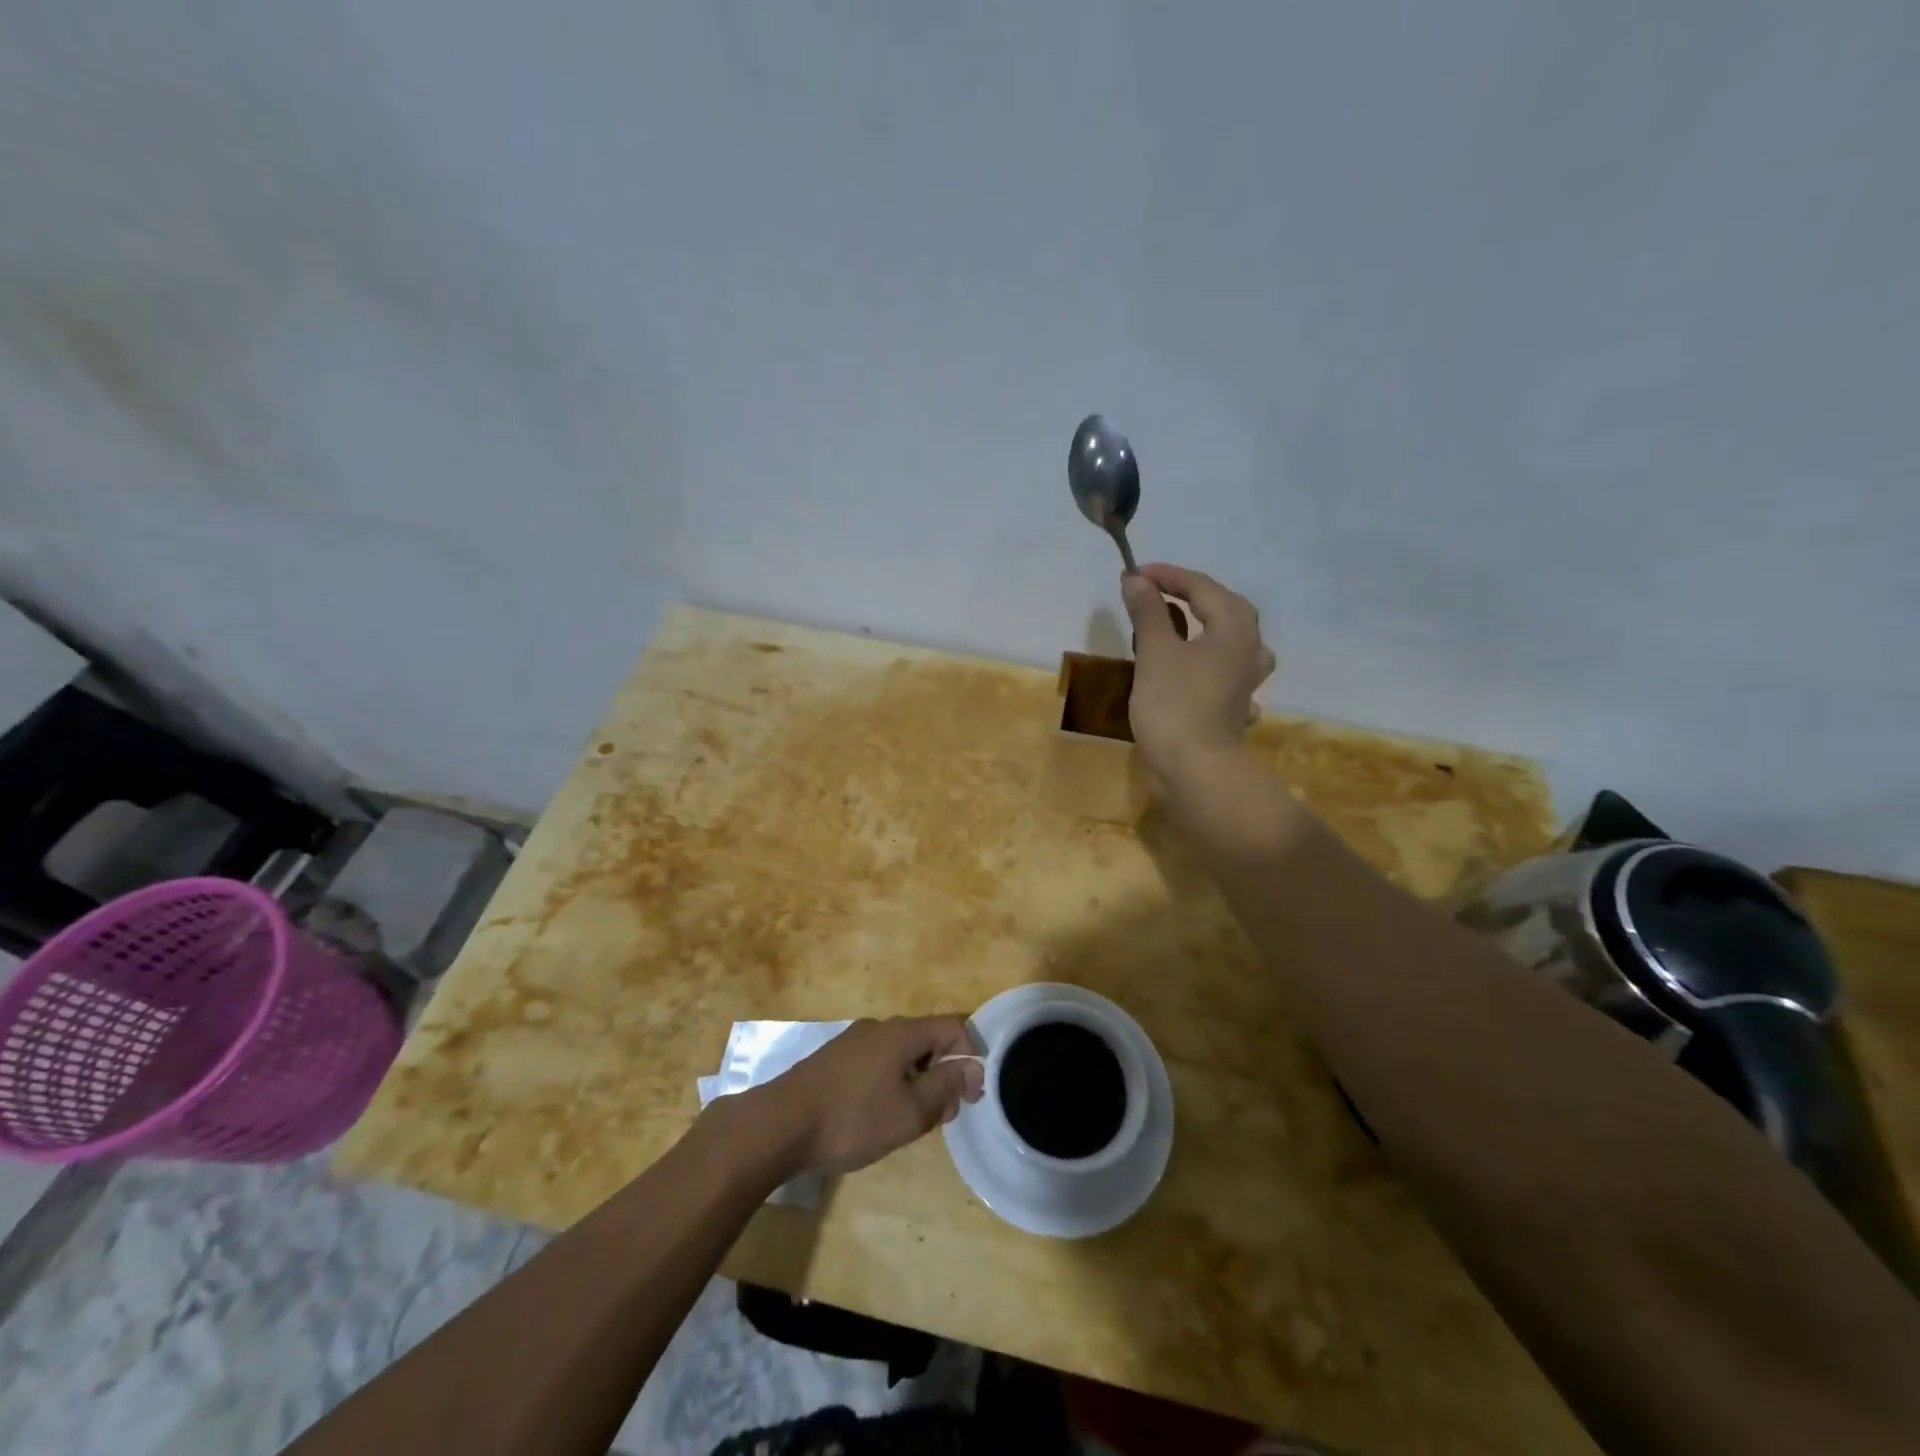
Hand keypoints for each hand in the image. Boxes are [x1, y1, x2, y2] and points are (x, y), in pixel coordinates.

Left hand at [752, 1017, 984, 1175]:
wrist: (780, 1124)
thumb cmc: (852, 1118)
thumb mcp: (909, 1112)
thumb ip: (946, 1087)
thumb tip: (972, 1068)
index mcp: (902, 1032)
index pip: (953, 1028)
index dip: (970, 1058)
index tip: (970, 1097)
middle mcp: (880, 1027)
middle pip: (927, 1040)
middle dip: (943, 1074)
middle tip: (941, 1116)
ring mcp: (854, 1041)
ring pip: (901, 1054)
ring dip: (917, 1081)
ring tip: (911, 1121)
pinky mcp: (835, 1059)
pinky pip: (878, 1062)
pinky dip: (891, 1083)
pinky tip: (879, 1115)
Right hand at [1121, 564, 1274, 780]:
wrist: (1196, 767)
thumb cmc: (1174, 703)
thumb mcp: (1155, 652)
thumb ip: (1148, 611)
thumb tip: (1136, 579)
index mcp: (1234, 626)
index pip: (1201, 586)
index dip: (1167, 576)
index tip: (1133, 575)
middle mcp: (1250, 647)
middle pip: (1224, 607)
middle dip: (1190, 596)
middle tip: (1155, 593)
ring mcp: (1248, 678)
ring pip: (1231, 638)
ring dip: (1206, 626)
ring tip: (1182, 625)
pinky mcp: (1237, 703)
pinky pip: (1226, 669)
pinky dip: (1209, 660)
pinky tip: (1199, 668)